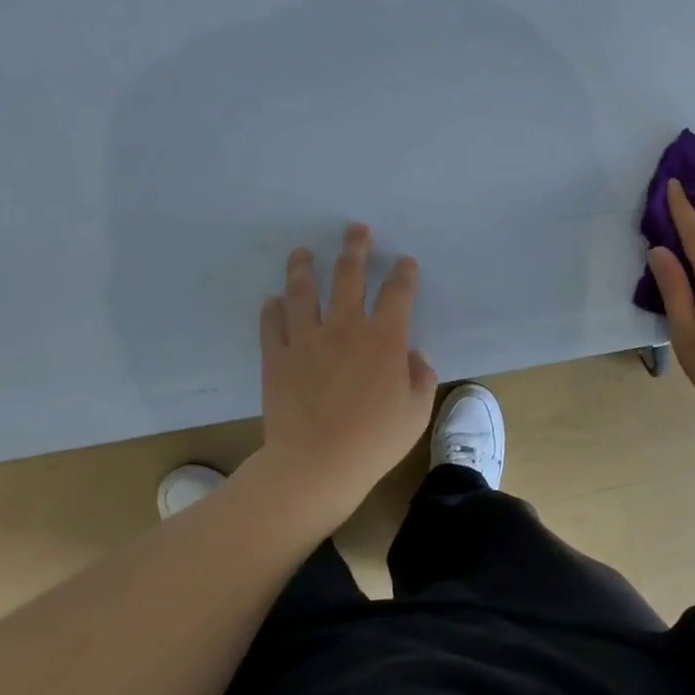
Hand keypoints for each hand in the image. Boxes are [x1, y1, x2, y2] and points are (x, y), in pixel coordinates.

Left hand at [258, 224, 438, 514]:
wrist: (315, 464)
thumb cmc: (374, 440)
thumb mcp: (416, 412)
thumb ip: (421, 377)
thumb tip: (414, 356)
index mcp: (384, 338)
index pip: (398, 293)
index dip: (404, 273)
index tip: (406, 262)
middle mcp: (345, 328)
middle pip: (349, 276)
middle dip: (355, 249)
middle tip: (355, 229)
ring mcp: (307, 340)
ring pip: (304, 292)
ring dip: (303, 268)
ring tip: (302, 252)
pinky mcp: (278, 358)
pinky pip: (273, 325)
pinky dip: (272, 309)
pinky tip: (272, 299)